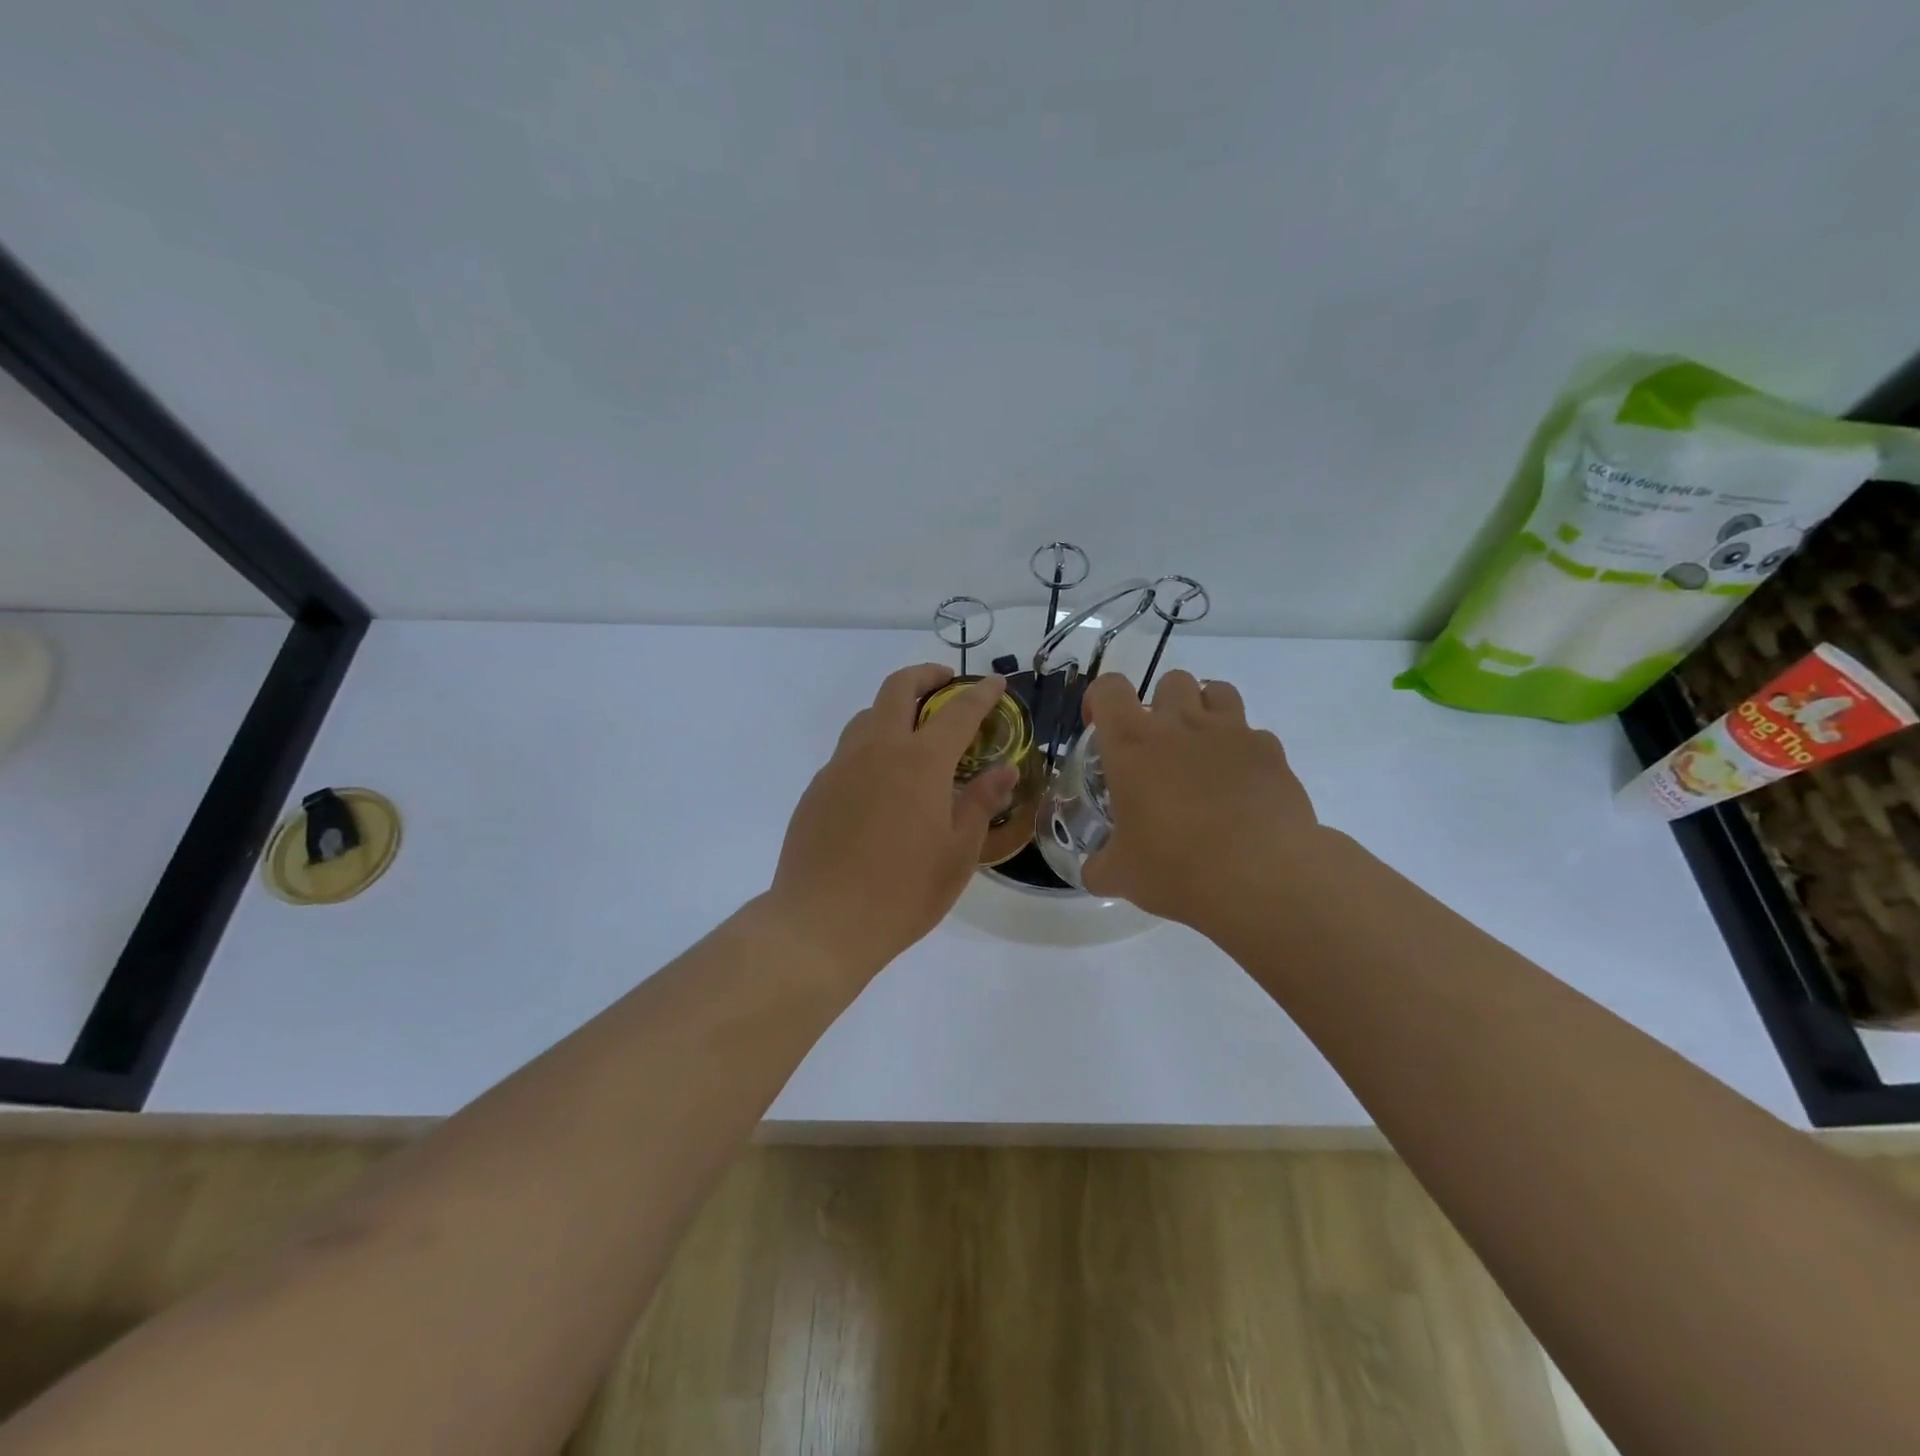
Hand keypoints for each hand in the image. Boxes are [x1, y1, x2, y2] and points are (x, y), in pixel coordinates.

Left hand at [768, 665, 1016, 978]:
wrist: (821, 923)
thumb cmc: (902, 893)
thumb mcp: (958, 854)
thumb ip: (981, 803)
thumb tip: (1004, 770)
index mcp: (920, 762)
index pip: (958, 711)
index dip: (981, 694)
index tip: (996, 683)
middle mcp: (877, 750)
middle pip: (897, 689)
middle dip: (926, 675)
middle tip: (946, 683)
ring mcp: (840, 766)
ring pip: (866, 716)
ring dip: (893, 708)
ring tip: (913, 732)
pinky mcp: (817, 788)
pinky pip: (848, 751)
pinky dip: (871, 747)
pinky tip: (880, 783)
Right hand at [1080, 671, 1320, 931]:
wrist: (1261, 878)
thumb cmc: (1176, 868)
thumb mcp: (1121, 875)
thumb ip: (1100, 866)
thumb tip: (1094, 872)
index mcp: (1132, 745)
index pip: (1110, 689)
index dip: (1101, 701)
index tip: (1101, 729)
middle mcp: (1180, 725)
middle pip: (1170, 680)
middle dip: (1162, 704)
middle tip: (1159, 748)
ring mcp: (1231, 733)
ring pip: (1217, 691)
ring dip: (1205, 712)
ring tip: (1202, 753)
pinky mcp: (1271, 752)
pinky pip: (1253, 734)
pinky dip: (1244, 751)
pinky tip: (1241, 786)